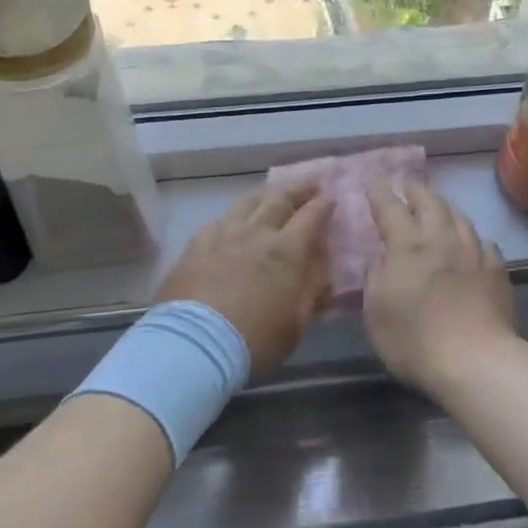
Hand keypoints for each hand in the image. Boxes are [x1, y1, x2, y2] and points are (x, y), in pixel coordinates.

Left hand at [156, 182, 333, 374]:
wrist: (195, 344)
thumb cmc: (255, 339)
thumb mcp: (296, 324)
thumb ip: (311, 292)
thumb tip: (322, 271)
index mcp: (287, 251)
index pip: (312, 216)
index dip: (324, 204)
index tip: (333, 196)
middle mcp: (257, 234)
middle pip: (280, 200)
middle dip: (299, 189)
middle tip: (310, 182)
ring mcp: (223, 235)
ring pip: (247, 203)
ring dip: (265, 195)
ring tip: (272, 193)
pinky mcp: (196, 245)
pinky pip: (219, 220)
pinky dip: (233, 216)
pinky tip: (232, 220)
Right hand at [364, 181, 515, 391]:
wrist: (475, 361)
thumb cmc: (414, 340)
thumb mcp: (376, 312)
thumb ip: (376, 278)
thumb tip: (382, 260)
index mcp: (408, 246)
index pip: (390, 208)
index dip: (380, 192)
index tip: (374, 180)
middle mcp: (442, 239)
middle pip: (430, 203)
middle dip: (416, 191)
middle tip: (408, 186)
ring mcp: (474, 253)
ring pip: (459, 217)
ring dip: (444, 207)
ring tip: (438, 207)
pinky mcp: (497, 270)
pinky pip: (484, 242)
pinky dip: (472, 237)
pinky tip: (472, 243)